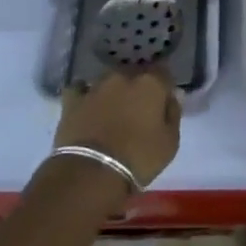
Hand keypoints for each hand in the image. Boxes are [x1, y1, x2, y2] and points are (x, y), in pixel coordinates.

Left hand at [56, 70, 180, 188]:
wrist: (90, 172)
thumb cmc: (138, 158)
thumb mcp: (170, 142)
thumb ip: (173, 114)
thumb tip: (172, 97)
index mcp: (150, 83)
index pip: (164, 73)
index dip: (164, 87)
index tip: (164, 103)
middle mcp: (123, 77)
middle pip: (135, 75)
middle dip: (138, 88)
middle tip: (139, 111)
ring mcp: (95, 86)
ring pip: (109, 81)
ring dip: (113, 92)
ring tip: (113, 111)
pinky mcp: (72, 100)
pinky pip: (80, 90)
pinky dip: (85, 95)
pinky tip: (87, 106)